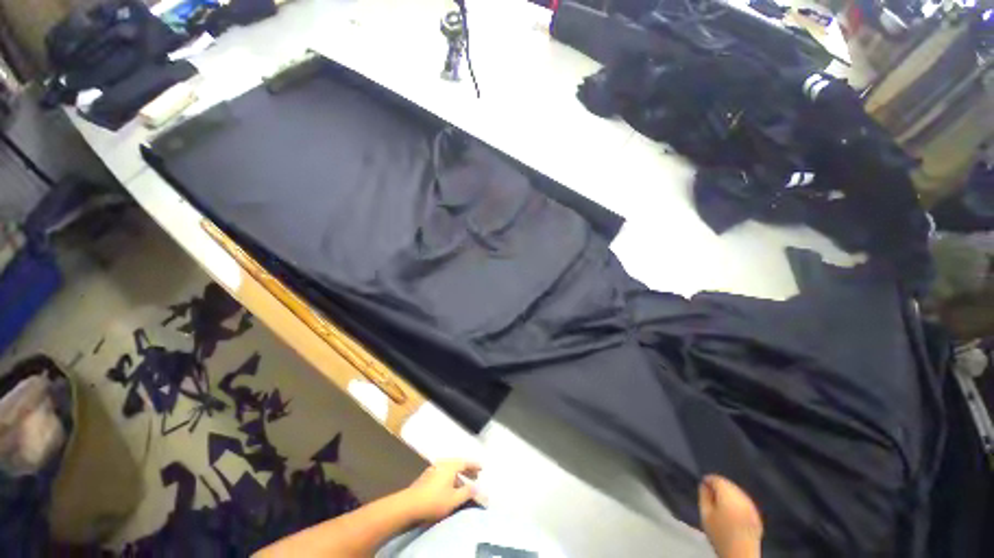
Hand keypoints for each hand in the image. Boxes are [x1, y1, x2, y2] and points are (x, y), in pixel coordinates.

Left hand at [399, 460, 480, 522]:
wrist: (409, 505)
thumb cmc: (434, 501)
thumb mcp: (454, 499)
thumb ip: (467, 492)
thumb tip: (477, 487)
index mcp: (450, 466)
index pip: (465, 463)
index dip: (474, 466)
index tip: (481, 468)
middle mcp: (442, 464)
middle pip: (457, 465)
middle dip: (466, 470)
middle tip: (474, 476)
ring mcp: (432, 469)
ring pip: (449, 470)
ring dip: (457, 476)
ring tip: (462, 484)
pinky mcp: (426, 477)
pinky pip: (442, 474)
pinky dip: (449, 478)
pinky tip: (449, 487)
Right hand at [699, 475, 763, 557]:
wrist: (740, 555)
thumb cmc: (719, 536)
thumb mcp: (705, 516)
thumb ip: (704, 497)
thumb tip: (704, 485)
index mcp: (729, 497)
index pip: (718, 480)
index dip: (709, 479)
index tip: (702, 483)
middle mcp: (743, 499)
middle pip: (729, 485)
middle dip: (719, 486)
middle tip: (709, 492)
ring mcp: (752, 507)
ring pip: (737, 492)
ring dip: (728, 493)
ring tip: (719, 501)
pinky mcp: (757, 514)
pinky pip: (744, 501)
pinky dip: (736, 500)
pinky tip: (731, 509)